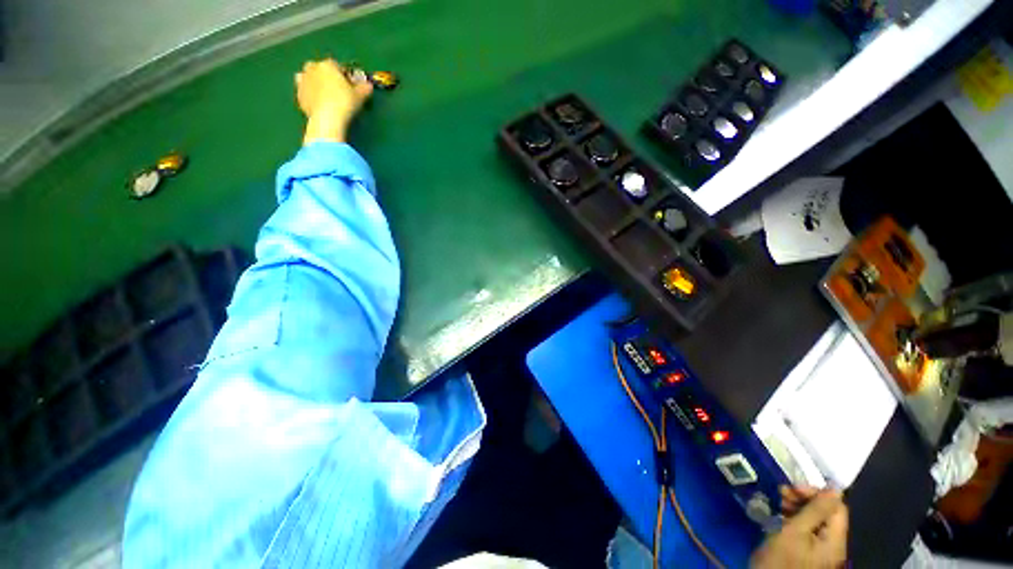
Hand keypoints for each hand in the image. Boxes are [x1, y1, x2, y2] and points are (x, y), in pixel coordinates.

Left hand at [295, 58, 372, 144]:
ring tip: (318, 90)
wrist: (326, 120)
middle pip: (314, 66)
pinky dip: (306, 93)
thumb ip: (364, 86)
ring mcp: (303, 84)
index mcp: (328, 64)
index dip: (341, 72)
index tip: (346, 81)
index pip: (335, 64)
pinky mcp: (298, 98)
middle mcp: (313, 71)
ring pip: (303, 77)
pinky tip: (314, 101)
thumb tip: (366, 85)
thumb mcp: (361, 93)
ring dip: (309, 80)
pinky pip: (301, 91)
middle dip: (320, 72)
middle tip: (329, 83)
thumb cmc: (344, 101)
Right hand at [751, 487, 848, 567]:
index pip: (836, 505)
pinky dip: (799, 529)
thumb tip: (833, 486)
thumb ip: (816, 508)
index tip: (793, 488)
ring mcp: (822, 558)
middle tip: (783, 496)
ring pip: (818, 527)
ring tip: (780, 509)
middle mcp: (835, 548)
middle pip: (828, 516)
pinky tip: (784, 527)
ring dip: (801, 514)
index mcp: (835, 540)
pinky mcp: (810, 563)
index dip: (817, 492)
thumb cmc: (778, 563)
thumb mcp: (793, 533)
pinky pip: (810, 538)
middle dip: (807, 502)